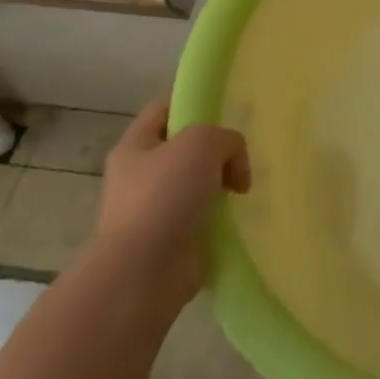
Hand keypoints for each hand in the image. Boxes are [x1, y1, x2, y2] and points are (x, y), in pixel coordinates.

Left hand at [90, 101, 250, 302]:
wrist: (143, 272)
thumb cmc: (164, 196)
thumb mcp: (202, 142)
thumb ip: (226, 139)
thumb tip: (233, 168)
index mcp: (135, 146)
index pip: (164, 110)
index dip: (193, 106)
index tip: (225, 117)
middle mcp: (139, 176)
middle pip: (185, 149)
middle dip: (215, 152)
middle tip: (240, 158)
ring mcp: (154, 211)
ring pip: (197, 185)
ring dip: (221, 187)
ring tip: (244, 190)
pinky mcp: (171, 242)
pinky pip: (204, 219)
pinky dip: (222, 219)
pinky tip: (238, 217)